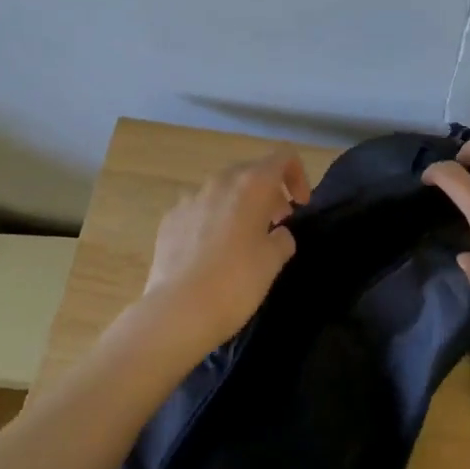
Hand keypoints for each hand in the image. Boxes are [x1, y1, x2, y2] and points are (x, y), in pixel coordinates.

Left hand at [135, 150, 311, 357]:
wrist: (177, 312)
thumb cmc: (236, 282)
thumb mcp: (274, 260)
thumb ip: (283, 238)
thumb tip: (276, 233)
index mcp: (252, 185)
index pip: (283, 157)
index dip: (297, 175)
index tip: (300, 205)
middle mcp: (220, 182)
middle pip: (251, 171)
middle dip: (268, 192)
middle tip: (277, 223)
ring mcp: (190, 199)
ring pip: (223, 190)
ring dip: (239, 206)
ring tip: (243, 240)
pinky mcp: (169, 219)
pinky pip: (199, 210)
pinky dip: (212, 220)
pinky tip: (211, 253)